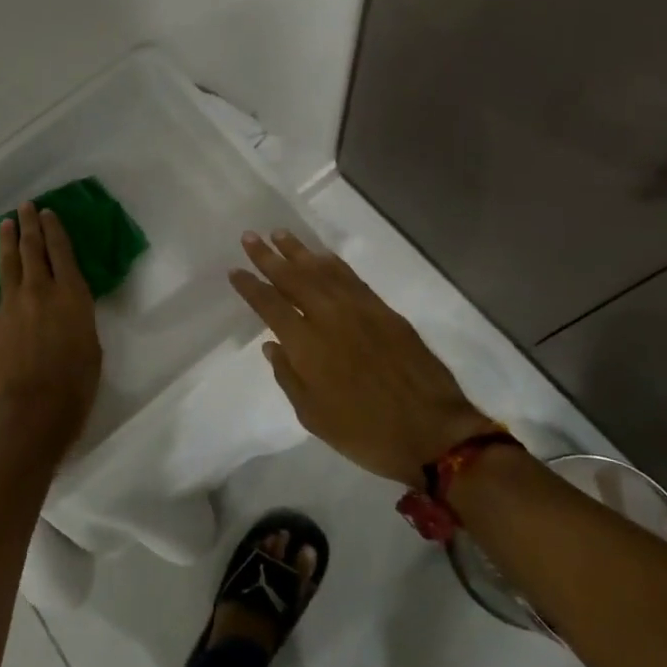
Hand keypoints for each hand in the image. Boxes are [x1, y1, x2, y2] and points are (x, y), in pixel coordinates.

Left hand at [0, 203, 102, 458]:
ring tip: (4, 225)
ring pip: (6, 265)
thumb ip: (79, 316)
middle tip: (25, 207)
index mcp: (70, 294)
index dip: (54, 229)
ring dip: (5, 242)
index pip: (60, 250)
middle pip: (31, 249)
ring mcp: (10, 306)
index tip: (48, 212)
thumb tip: (69, 304)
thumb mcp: (92, 344)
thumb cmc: (76, 384)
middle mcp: (39, 291)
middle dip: (29, 225)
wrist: (33, 415)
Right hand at [229, 231, 492, 488]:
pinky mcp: (384, 311)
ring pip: (322, 270)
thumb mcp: (314, 417)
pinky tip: (322, 255)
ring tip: (280, 234)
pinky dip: (333, 263)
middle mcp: (329, 317)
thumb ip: (288, 377)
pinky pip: (351, 277)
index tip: (235, 270)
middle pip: (293, 278)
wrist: (432, 433)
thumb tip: (272, 345)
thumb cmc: (365, 433)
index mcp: (307, 345)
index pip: (270, 306)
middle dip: (268, 257)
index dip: (250, 286)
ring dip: (299, 251)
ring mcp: (359, 309)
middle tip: (250, 236)